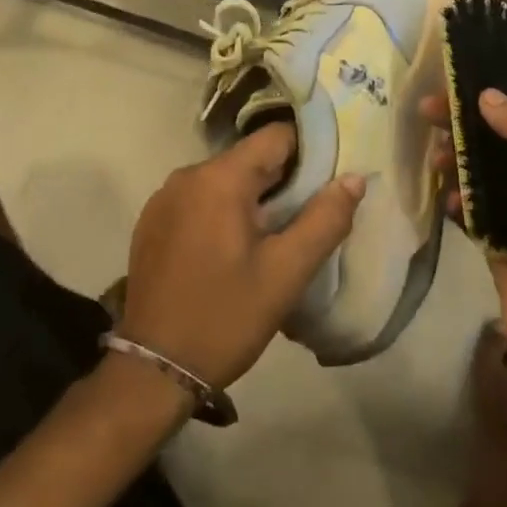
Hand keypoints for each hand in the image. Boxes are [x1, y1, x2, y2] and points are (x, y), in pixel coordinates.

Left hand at [118, 123, 363, 390]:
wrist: (154, 369)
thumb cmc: (225, 317)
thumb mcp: (286, 273)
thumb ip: (325, 220)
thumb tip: (355, 178)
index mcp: (219, 178)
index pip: (276, 138)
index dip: (309, 154)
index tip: (328, 182)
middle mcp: (187, 175)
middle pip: (249, 159)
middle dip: (282, 181)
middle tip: (306, 217)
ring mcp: (164, 198)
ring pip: (224, 179)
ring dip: (252, 199)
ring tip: (274, 237)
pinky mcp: (152, 221)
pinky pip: (199, 200)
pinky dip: (222, 211)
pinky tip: (233, 250)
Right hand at [421, 68, 506, 390]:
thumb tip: (487, 97)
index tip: (480, 61)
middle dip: (472, 113)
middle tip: (430, 105)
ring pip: (484, 164)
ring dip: (458, 152)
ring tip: (432, 152)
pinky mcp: (499, 237)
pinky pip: (471, 204)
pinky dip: (457, 197)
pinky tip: (447, 200)